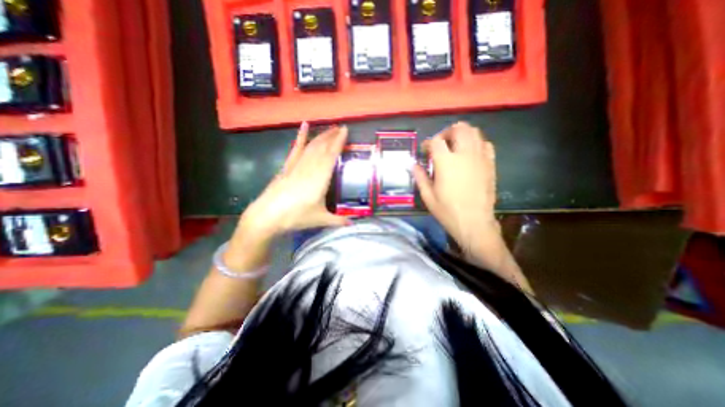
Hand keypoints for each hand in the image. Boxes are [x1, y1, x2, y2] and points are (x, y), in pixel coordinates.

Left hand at [235, 122, 347, 241]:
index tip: (345, 130)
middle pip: (322, 147)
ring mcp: (297, 166)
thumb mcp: (320, 219)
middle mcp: (309, 168)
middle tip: (341, 127)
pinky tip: (304, 126)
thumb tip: (353, 224)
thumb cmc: (296, 217)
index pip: (331, 155)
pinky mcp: (287, 167)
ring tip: (330, 128)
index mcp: (320, 178)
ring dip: (322, 136)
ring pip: (311, 146)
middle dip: (332, 136)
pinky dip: (300, 137)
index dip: (338, 142)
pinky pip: (296, 149)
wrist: (268, 216)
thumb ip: (338, 221)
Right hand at [413, 123, 508, 269]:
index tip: (425, 150)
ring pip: (474, 132)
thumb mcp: (428, 196)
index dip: (428, 143)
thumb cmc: (447, 211)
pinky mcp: (490, 164)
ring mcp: (480, 158)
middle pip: (459, 129)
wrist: (474, 222)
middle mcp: (464, 155)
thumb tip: (413, 164)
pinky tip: (470, 154)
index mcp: (446, 162)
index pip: (436, 141)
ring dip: (462, 134)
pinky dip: (476, 143)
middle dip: (447, 132)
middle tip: (441, 143)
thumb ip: (420, 177)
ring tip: (455, 145)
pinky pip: (486, 144)